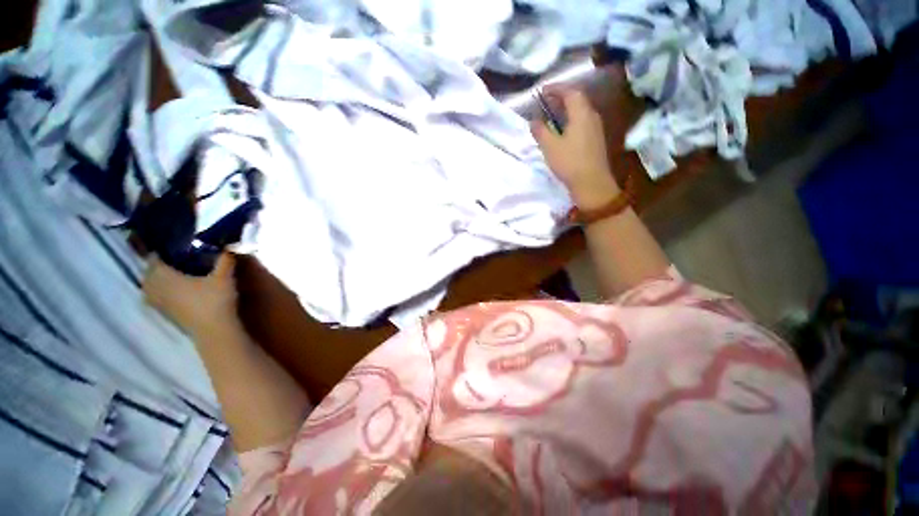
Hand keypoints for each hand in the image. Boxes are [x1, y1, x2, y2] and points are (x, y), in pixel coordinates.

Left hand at [144, 253, 238, 336]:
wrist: (214, 329)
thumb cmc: (215, 300)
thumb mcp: (224, 277)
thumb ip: (225, 260)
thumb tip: (230, 245)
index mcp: (166, 276)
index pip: (154, 260)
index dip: (159, 253)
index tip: (168, 247)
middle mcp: (157, 288)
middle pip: (147, 275)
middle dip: (154, 267)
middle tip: (168, 260)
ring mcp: (160, 303)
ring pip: (148, 288)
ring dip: (153, 281)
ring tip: (165, 275)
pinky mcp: (166, 314)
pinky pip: (153, 299)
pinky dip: (156, 293)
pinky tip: (168, 292)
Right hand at [531, 89, 620, 209]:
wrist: (591, 183)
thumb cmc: (569, 162)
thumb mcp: (550, 147)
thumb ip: (540, 131)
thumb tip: (533, 121)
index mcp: (581, 114)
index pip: (570, 92)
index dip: (556, 88)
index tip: (543, 90)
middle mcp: (592, 116)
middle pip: (578, 99)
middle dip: (562, 97)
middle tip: (547, 100)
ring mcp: (596, 128)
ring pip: (581, 111)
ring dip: (567, 109)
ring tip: (553, 114)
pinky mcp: (596, 140)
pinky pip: (583, 122)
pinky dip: (572, 120)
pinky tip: (564, 130)